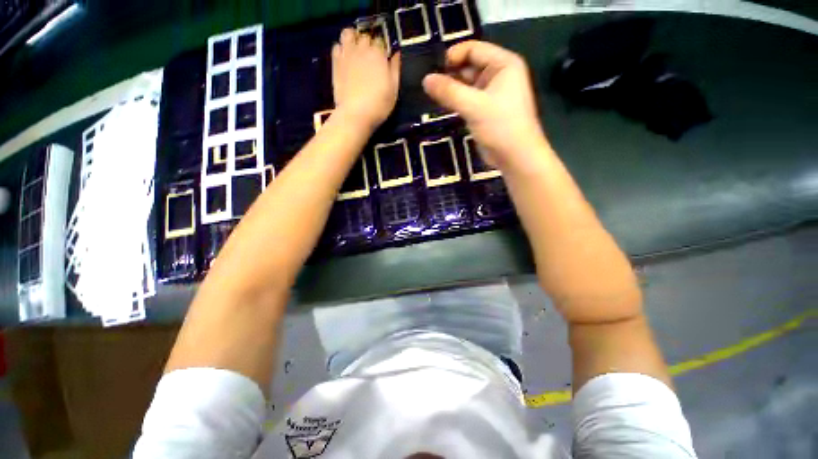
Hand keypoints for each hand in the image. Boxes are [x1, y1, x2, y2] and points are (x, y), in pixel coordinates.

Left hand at [332, 28, 400, 129]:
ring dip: (353, 39)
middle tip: (371, 58)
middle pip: (366, 37)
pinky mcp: (336, 62)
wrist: (356, 114)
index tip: (384, 61)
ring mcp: (347, 54)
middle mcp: (362, 49)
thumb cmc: (379, 105)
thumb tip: (396, 54)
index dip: (382, 50)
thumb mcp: (394, 90)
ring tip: (356, 50)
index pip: (381, 41)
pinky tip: (346, 58)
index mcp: (379, 55)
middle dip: (369, 44)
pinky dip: (341, 48)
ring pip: (349, 34)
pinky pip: (337, 46)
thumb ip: (395, 69)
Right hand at [422, 41, 547, 171]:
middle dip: (451, 74)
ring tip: (433, 95)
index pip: (474, 49)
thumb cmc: (500, 126)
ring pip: (467, 85)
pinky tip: (444, 106)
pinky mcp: (486, 110)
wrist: (515, 156)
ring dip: (452, 89)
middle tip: (430, 85)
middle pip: (469, 66)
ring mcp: (492, 94)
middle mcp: (499, 75)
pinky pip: (468, 100)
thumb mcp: (473, 106)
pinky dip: (457, 101)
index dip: (453, 56)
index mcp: (503, 64)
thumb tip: (425, 80)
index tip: (434, 70)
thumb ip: (449, 92)